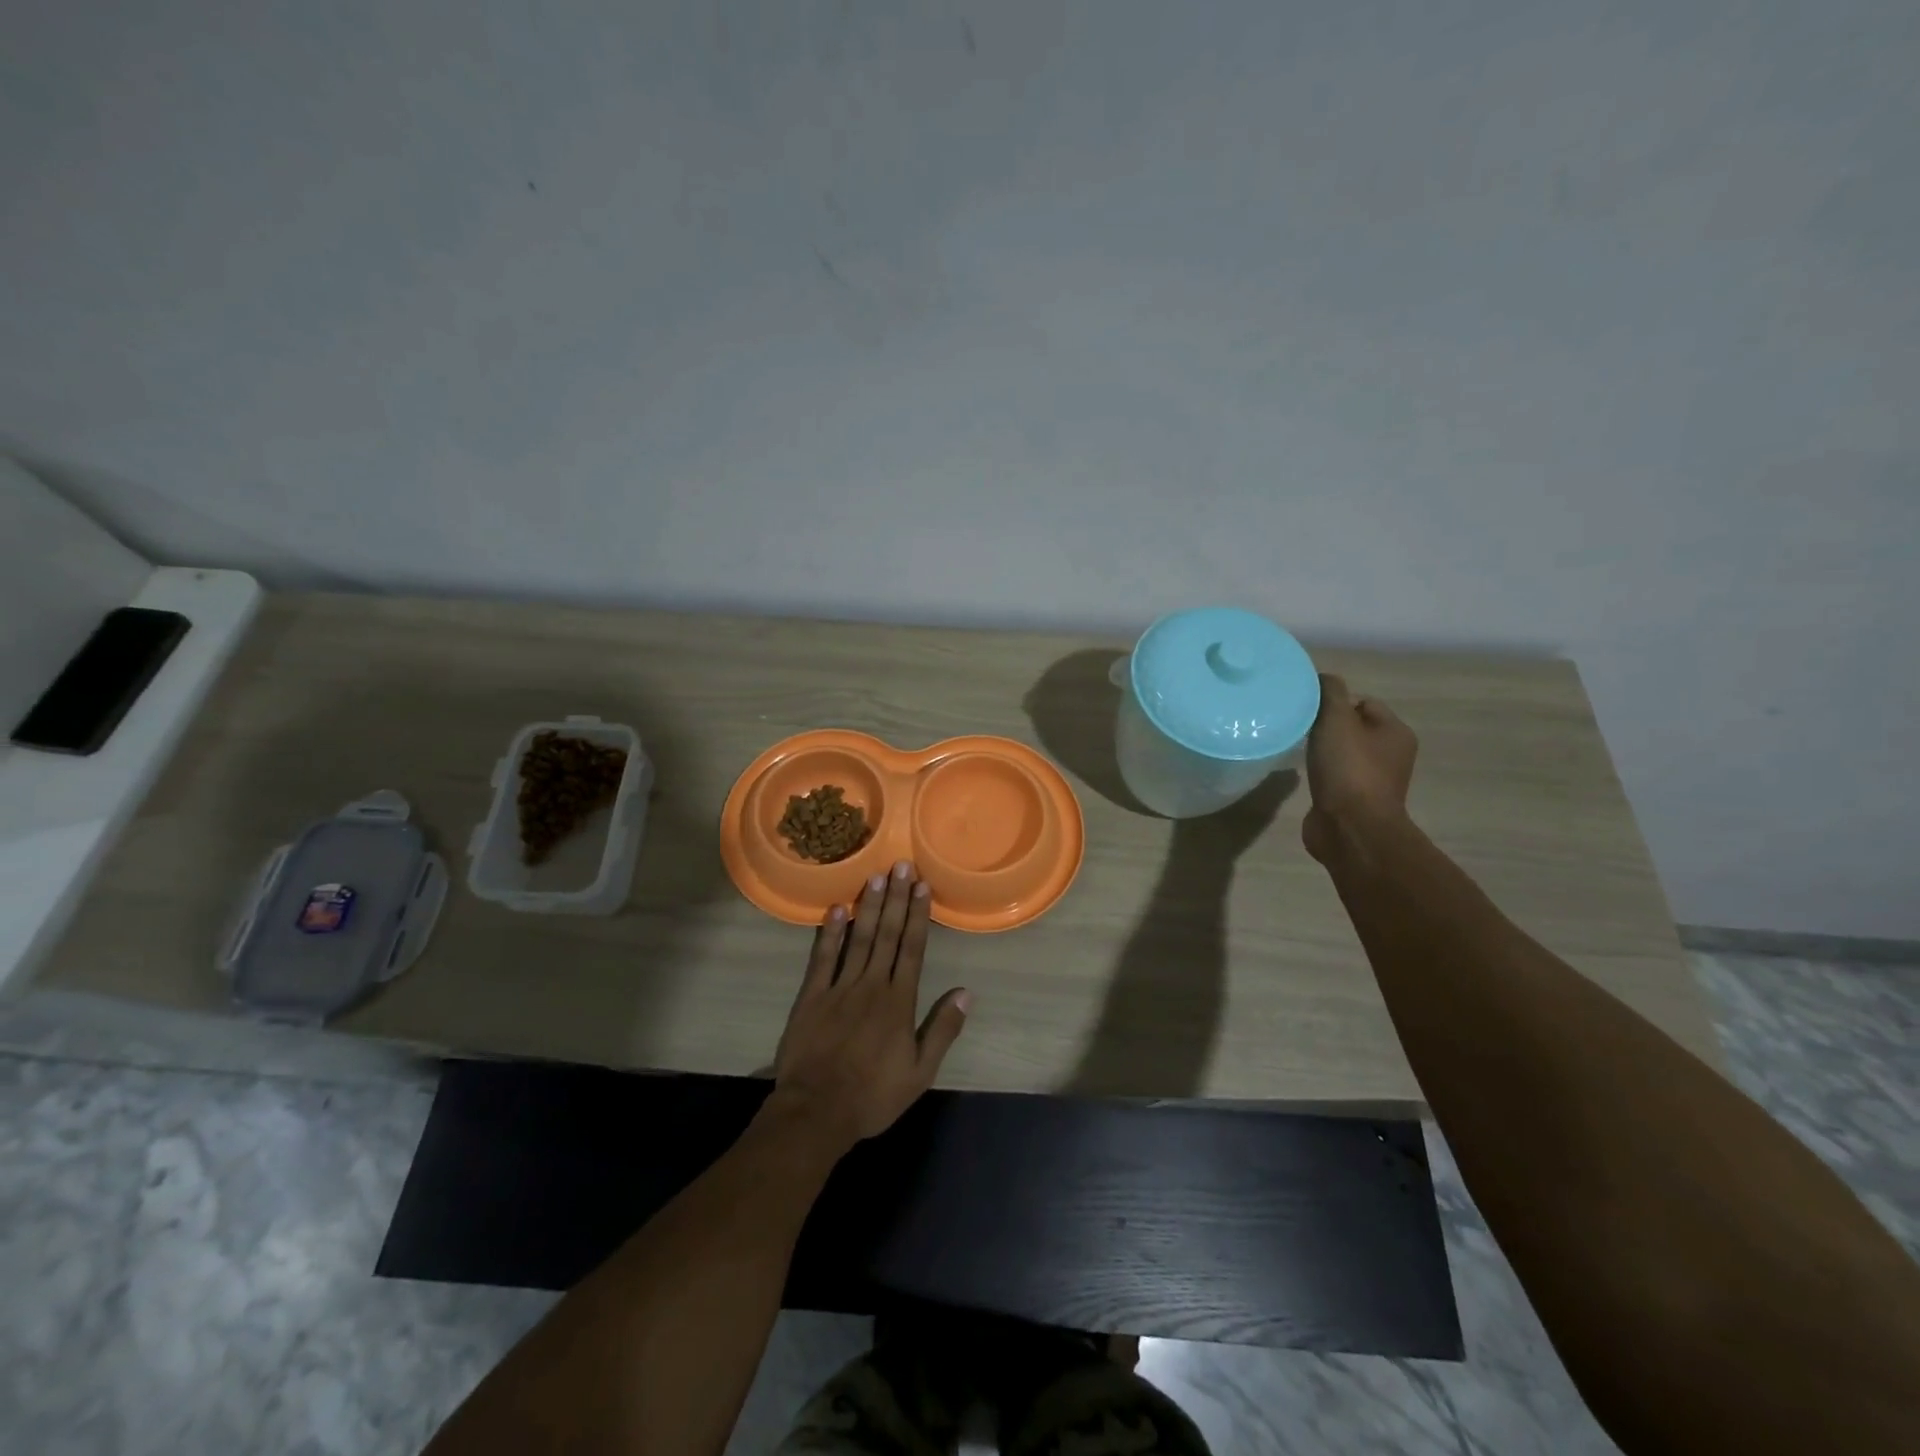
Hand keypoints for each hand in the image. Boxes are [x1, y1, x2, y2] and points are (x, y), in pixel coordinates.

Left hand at [767, 862, 970, 1155]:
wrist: (817, 1112)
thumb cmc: (873, 1096)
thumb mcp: (920, 1072)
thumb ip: (942, 1030)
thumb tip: (966, 992)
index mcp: (899, 1002)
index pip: (913, 949)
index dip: (919, 916)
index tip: (923, 886)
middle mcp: (872, 985)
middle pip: (888, 935)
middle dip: (897, 899)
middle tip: (902, 865)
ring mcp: (839, 988)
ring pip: (859, 938)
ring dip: (870, 906)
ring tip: (876, 876)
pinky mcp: (811, 996)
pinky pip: (823, 958)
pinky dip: (830, 932)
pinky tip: (837, 908)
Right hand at [1302, 673, 1417, 864]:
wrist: (1350, 828)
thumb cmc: (1348, 769)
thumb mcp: (1336, 720)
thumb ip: (1330, 693)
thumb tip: (1323, 677)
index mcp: (1395, 732)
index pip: (1364, 702)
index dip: (1335, 701)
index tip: (1308, 708)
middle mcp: (1391, 755)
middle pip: (1353, 728)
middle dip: (1326, 726)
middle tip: (1299, 727)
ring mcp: (1373, 780)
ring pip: (1342, 753)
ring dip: (1322, 751)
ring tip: (1298, 751)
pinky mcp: (1354, 801)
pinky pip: (1335, 776)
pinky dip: (1320, 773)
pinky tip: (1304, 775)